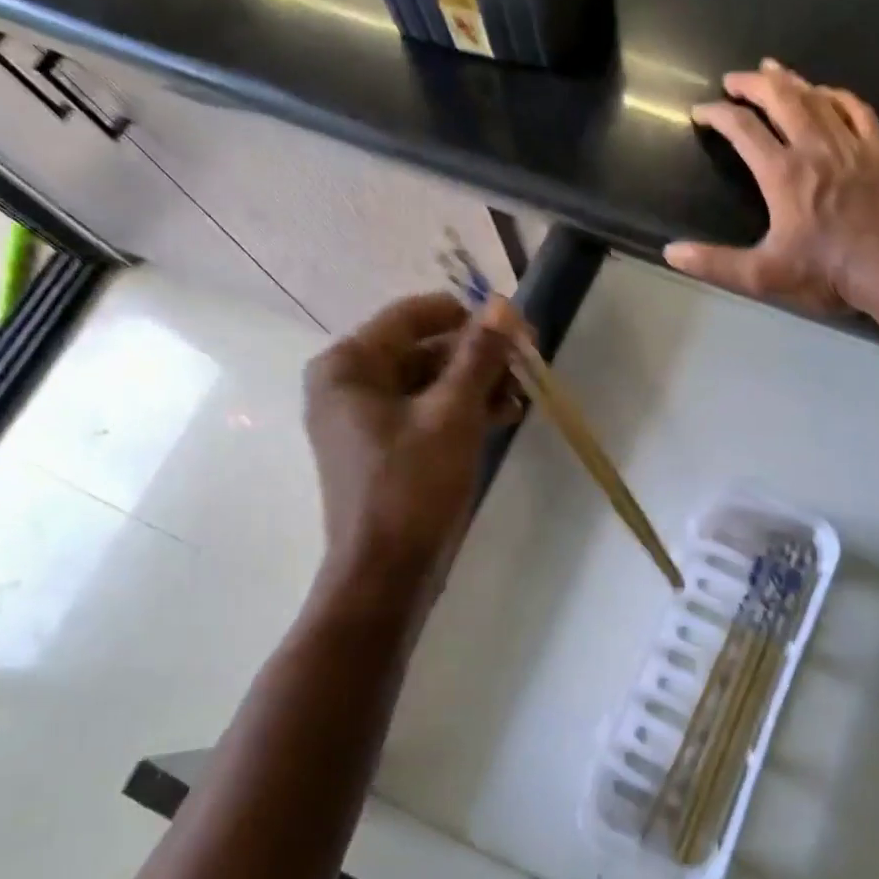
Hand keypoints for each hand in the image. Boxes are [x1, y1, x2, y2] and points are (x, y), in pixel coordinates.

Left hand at [304, 291, 517, 583]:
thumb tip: (503, 303)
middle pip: (424, 347)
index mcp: (349, 364)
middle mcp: (349, 382)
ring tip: (522, 395)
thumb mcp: (453, 414)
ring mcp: (364, 416)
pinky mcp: (384, 445)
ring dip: (477, 382)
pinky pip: (427, 410)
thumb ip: (479, 355)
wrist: (386, 574)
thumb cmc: (412, 486)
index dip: (471, 317)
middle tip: (529, 364)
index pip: (416, 314)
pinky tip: (504, 415)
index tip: (520, 331)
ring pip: (431, 380)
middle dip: (479, 355)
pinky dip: (463, 409)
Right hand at [665, 60, 878, 313]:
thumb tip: (671, 253)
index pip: (743, 129)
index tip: (700, 111)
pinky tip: (828, 92)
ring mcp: (851, 145)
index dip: (717, 114)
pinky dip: (837, 95)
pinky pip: (857, 109)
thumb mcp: (762, 275)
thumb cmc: (827, 273)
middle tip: (733, 79)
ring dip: (790, 81)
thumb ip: (715, 263)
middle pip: (780, 99)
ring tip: (772, 70)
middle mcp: (814, 148)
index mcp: (783, 173)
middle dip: (752, 84)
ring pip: (817, 98)